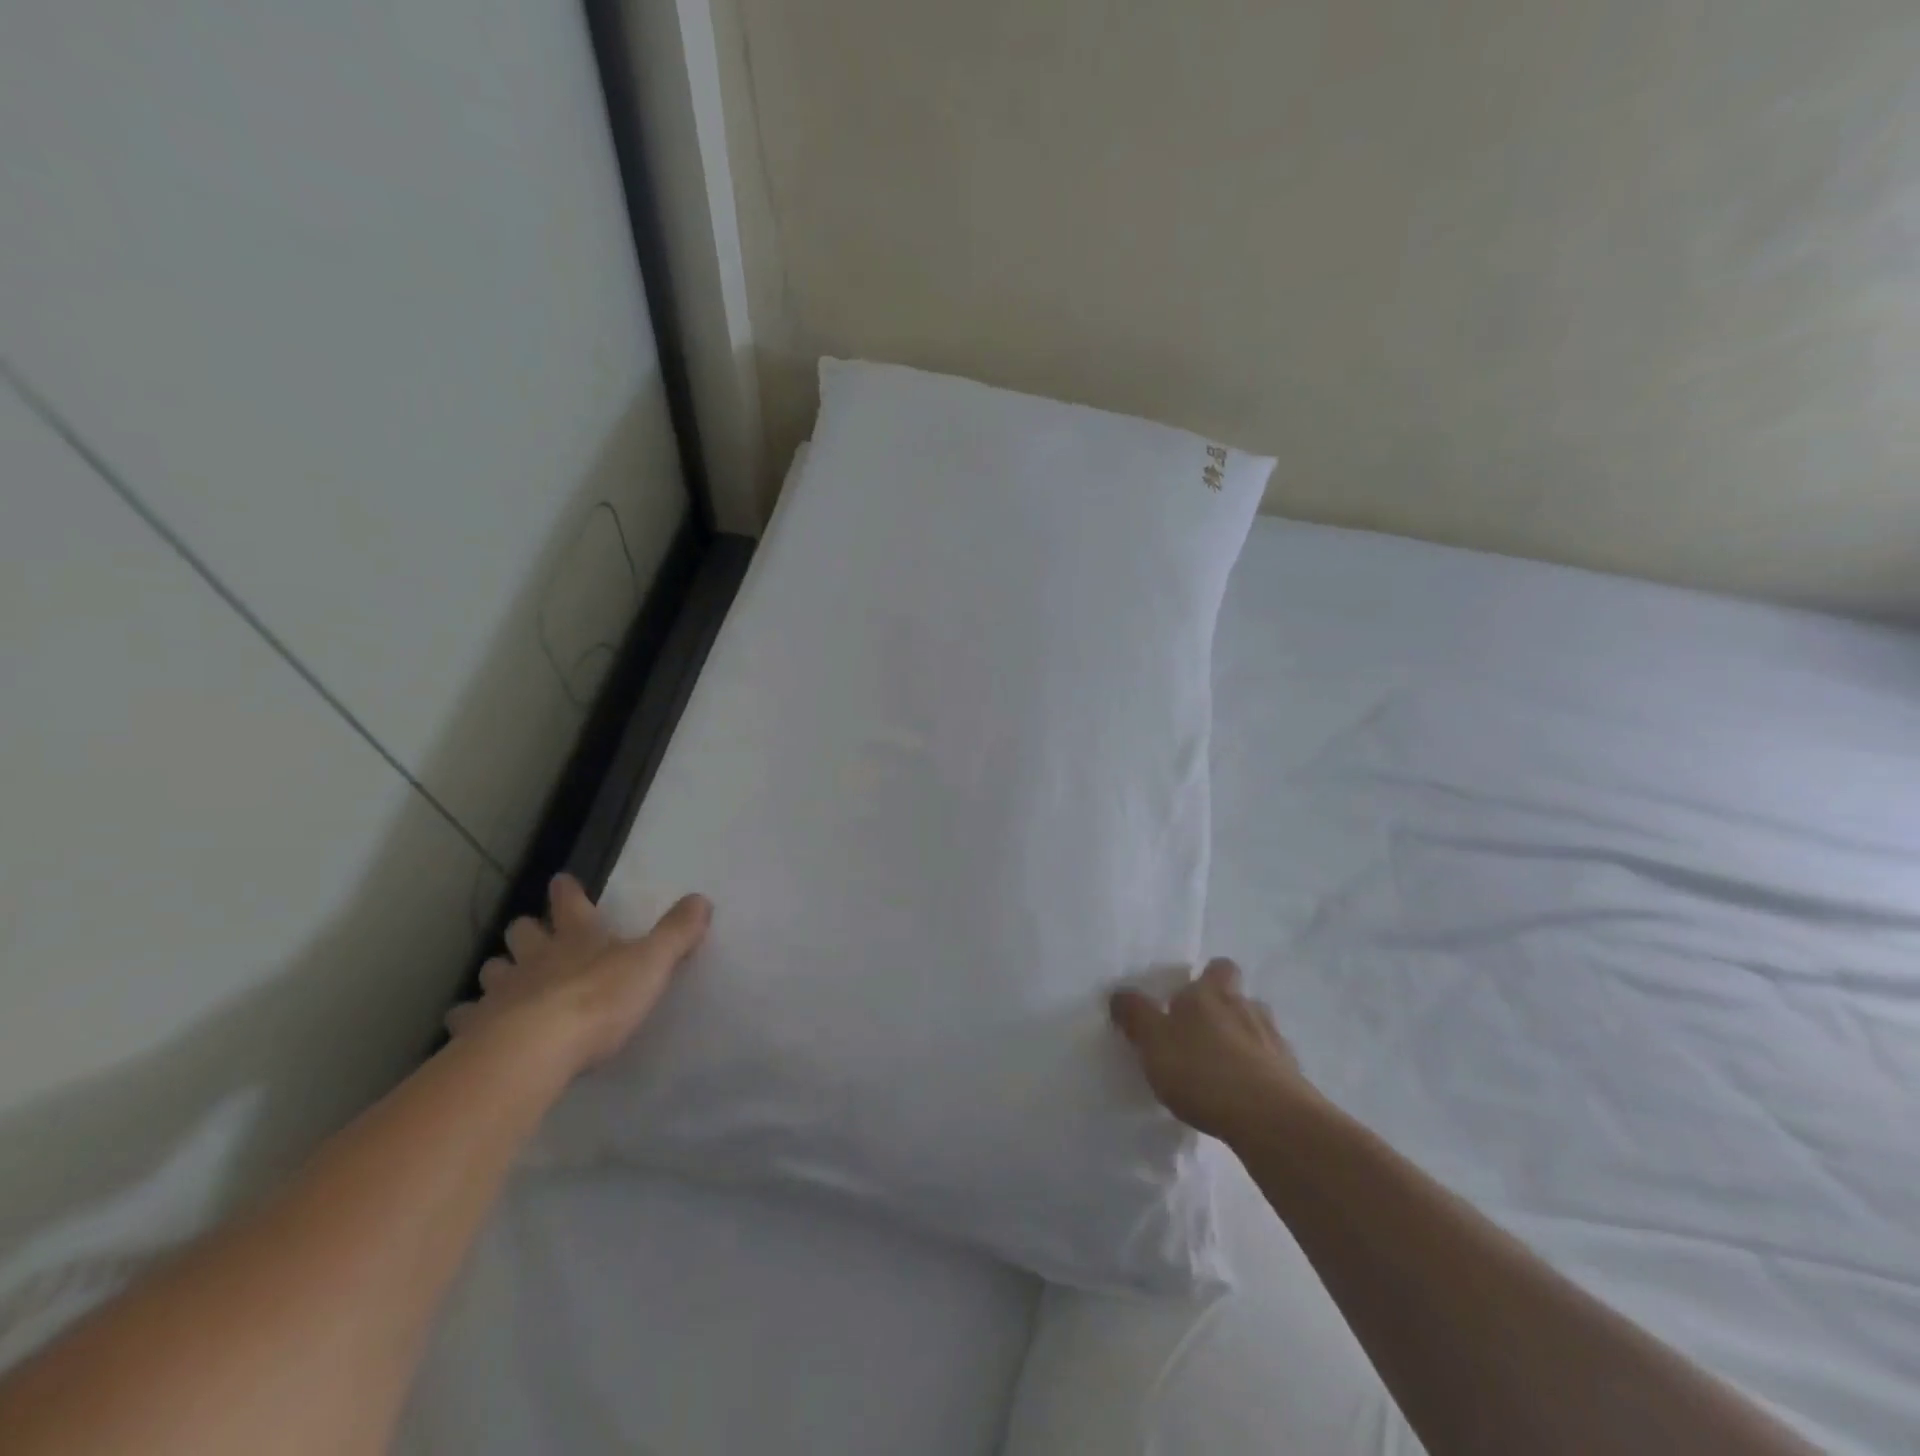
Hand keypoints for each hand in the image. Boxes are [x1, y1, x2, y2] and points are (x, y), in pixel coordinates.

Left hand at [448, 875, 711, 1073]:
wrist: (537, 1049)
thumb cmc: (601, 1000)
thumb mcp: (653, 963)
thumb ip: (677, 932)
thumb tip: (702, 899)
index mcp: (579, 938)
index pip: (571, 904)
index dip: (568, 893)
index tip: (561, 882)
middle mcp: (536, 957)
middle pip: (523, 933)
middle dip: (526, 932)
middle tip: (530, 937)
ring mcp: (502, 992)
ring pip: (492, 971)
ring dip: (498, 972)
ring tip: (503, 982)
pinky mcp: (477, 1030)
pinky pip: (466, 1018)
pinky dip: (468, 1019)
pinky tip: (469, 1027)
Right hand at [1110, 958, 1317, 1142]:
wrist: (1269, 1119)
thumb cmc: (1202, 1070)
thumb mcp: (1152, 1041)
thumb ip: (1135, 1015)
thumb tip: (1119, 994)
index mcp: (1212, 993)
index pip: (1218, 968)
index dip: (1207, 977)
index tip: (1189, 997)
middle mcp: (1247, 1008)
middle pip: (1240, 998)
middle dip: (1224, 1011)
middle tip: (1201, 1035)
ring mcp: (1274, 1042)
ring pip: (1258, 1030)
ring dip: (1243, 1043)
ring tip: (1222, 1069)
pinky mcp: (1293, 1077)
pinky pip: (1272, 1066)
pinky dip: (1258, 1074)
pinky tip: (1243, 1096)